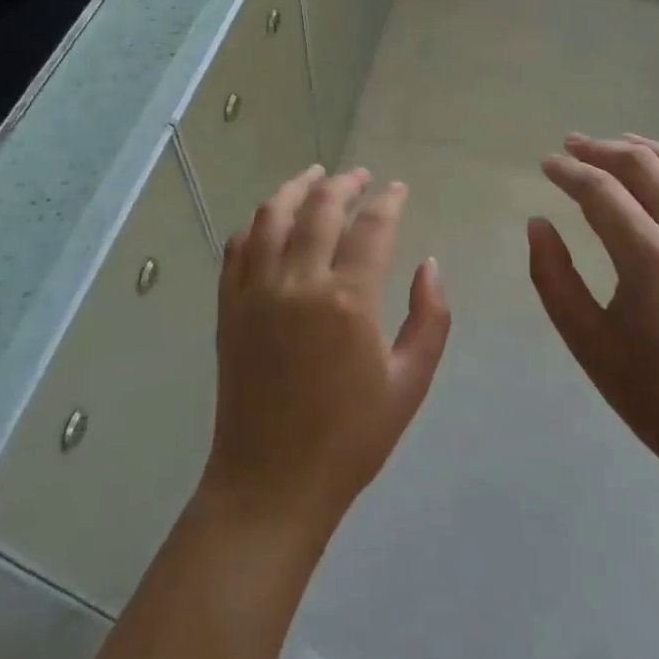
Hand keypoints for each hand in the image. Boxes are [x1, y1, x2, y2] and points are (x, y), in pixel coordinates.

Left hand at [202, 167, 450, 542]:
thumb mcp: (409, 384)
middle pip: (320, 208)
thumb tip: (429, 264)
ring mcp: (256, 291)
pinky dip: (256, 223)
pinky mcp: (228, 306)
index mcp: (347, 300)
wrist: (271, 482)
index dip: (387, 201)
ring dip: (295, 188)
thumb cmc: (350, 439)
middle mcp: (298, 282)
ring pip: (272, 216)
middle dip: (344, 183)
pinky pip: (238, 247)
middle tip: (360, 176)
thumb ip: (429, 318)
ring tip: (314, 176)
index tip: (397, 189)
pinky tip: (270, 219)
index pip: (371, 227)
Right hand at [530, 134, 658, 494]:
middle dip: (604, 150)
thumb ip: (554, 278)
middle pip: (646, 168)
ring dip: (652, 150)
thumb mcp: (588, 342)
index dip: (569, 172)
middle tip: (573, 145)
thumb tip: (538, 224)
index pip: (601, 192)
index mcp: (650, 258)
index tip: (547, 163)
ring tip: (623, 142)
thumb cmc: (656, 397)